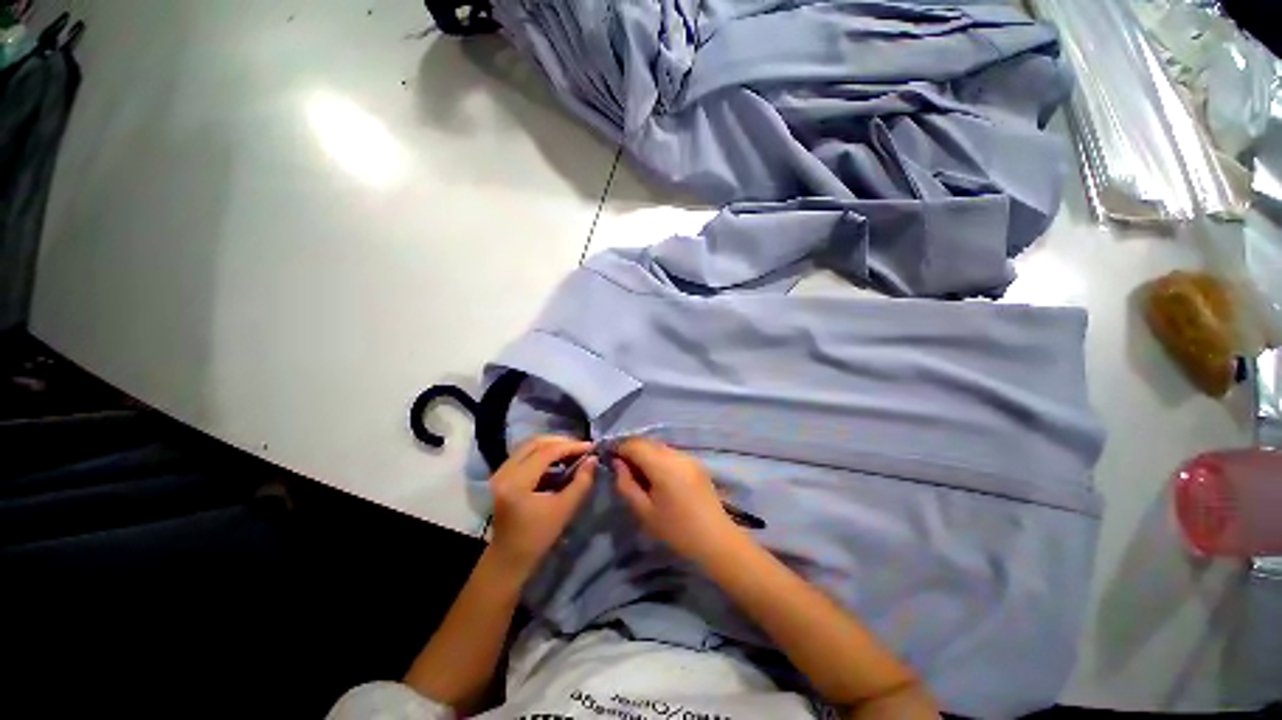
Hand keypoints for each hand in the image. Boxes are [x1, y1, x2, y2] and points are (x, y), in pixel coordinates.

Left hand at [488, 436, 595, 579]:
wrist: (507, 559)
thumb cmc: (536, 538)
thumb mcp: (564, 510)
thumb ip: (581, 482)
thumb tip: (593, 459)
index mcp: (517, 482)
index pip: (547, 452)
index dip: (571, 446)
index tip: (590, 447)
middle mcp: (504, 471)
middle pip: (535, 442)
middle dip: (561, 441)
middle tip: (581, 447)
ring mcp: (500, 472)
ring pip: (529, 446)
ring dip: (552, 446)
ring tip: (572, 452)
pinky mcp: (502, 476)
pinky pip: (524, 454)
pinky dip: (542, 453)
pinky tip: (558, 461)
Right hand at [612, 438, 743, 563]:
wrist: (715, 539)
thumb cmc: (676, 529)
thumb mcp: (644, 511)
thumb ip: (626, 484)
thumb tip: (617, 463)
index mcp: (662, 464)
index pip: (634, 444)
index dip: (618, 447)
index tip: (607, 457)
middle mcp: (676, 454)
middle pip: (647, 442)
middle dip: (631, 450)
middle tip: (620, 467)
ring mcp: (688, 457)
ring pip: (659, 446)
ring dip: (644, 453)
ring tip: (637, 473)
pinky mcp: (695, 463)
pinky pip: (670, 453)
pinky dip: (658, 458)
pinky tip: (655, 476)